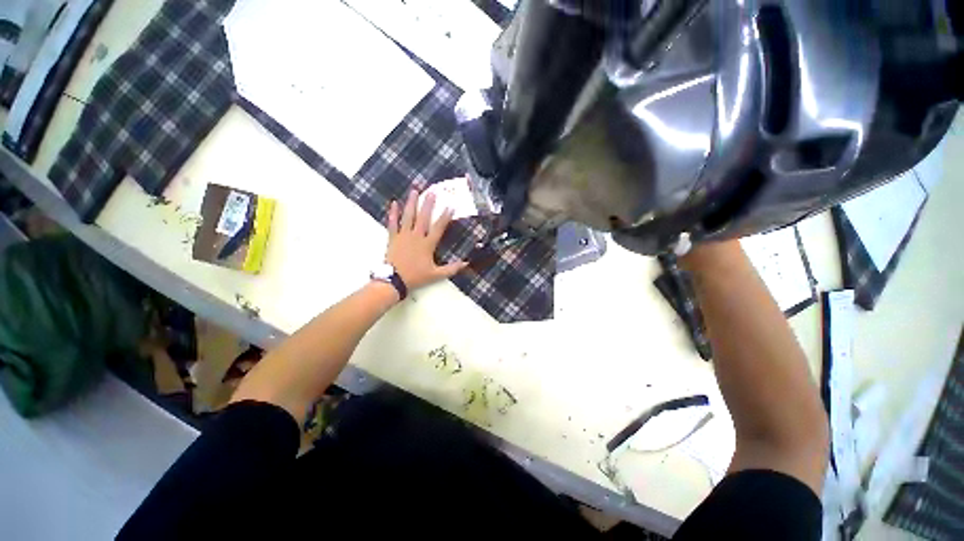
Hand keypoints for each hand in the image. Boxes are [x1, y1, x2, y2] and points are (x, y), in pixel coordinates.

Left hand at [385, 189, 467, 289]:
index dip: (445, 217)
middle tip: (432, 192)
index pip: (438, 227)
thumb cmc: (416, 276)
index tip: (451, 206)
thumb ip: (451, 269)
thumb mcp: (436, 274)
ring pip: (408, 216)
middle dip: (428, 204)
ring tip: (414, 191)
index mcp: (427, 244)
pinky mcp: (393, 238)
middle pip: (423, 217)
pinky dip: (393, 213)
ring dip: (411, 203)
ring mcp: (403, 236)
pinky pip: (392, 223)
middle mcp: (416, 236)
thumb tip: (466, 264)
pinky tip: (394, 203)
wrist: (394, 280)